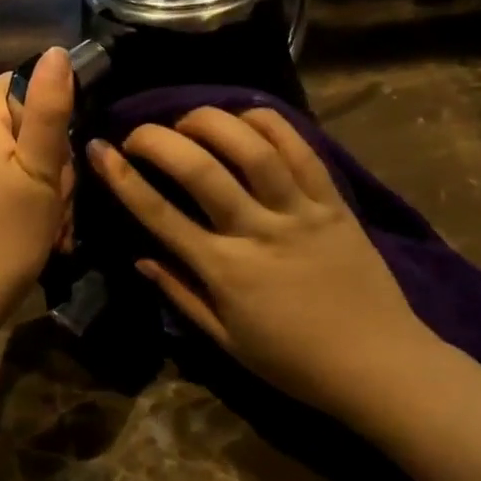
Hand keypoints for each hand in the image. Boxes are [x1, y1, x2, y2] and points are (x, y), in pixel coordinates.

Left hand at [0, 47, 73, 303]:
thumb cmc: (9, 230)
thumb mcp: (42, 167)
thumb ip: (50, 107)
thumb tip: (57, 51)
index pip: (20, 83)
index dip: (50, 111)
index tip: (62, 151)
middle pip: (23, 122)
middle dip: (52, 157)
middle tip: (58, 196)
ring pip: (18, 155)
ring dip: (44, 184)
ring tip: (51, 220)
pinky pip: (2, 177)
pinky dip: (25, 198)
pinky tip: (37, 228)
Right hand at [88, 107, 437, 421]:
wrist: (381, 365)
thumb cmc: (295, 362)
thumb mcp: (227, 341)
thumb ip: (181, 294)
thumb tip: (139, 258)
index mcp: (225, 271)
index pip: (159, 215)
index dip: (122, 179)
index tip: (99, 150)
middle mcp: (258, 232)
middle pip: (199, 170)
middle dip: (158, 139)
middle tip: (138, 131)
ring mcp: (300, 212)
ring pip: (251, 149)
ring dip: (211, 122)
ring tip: (188, 119)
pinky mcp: (334, 201)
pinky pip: (301, 150)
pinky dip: (269, 124)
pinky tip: (245, 116)